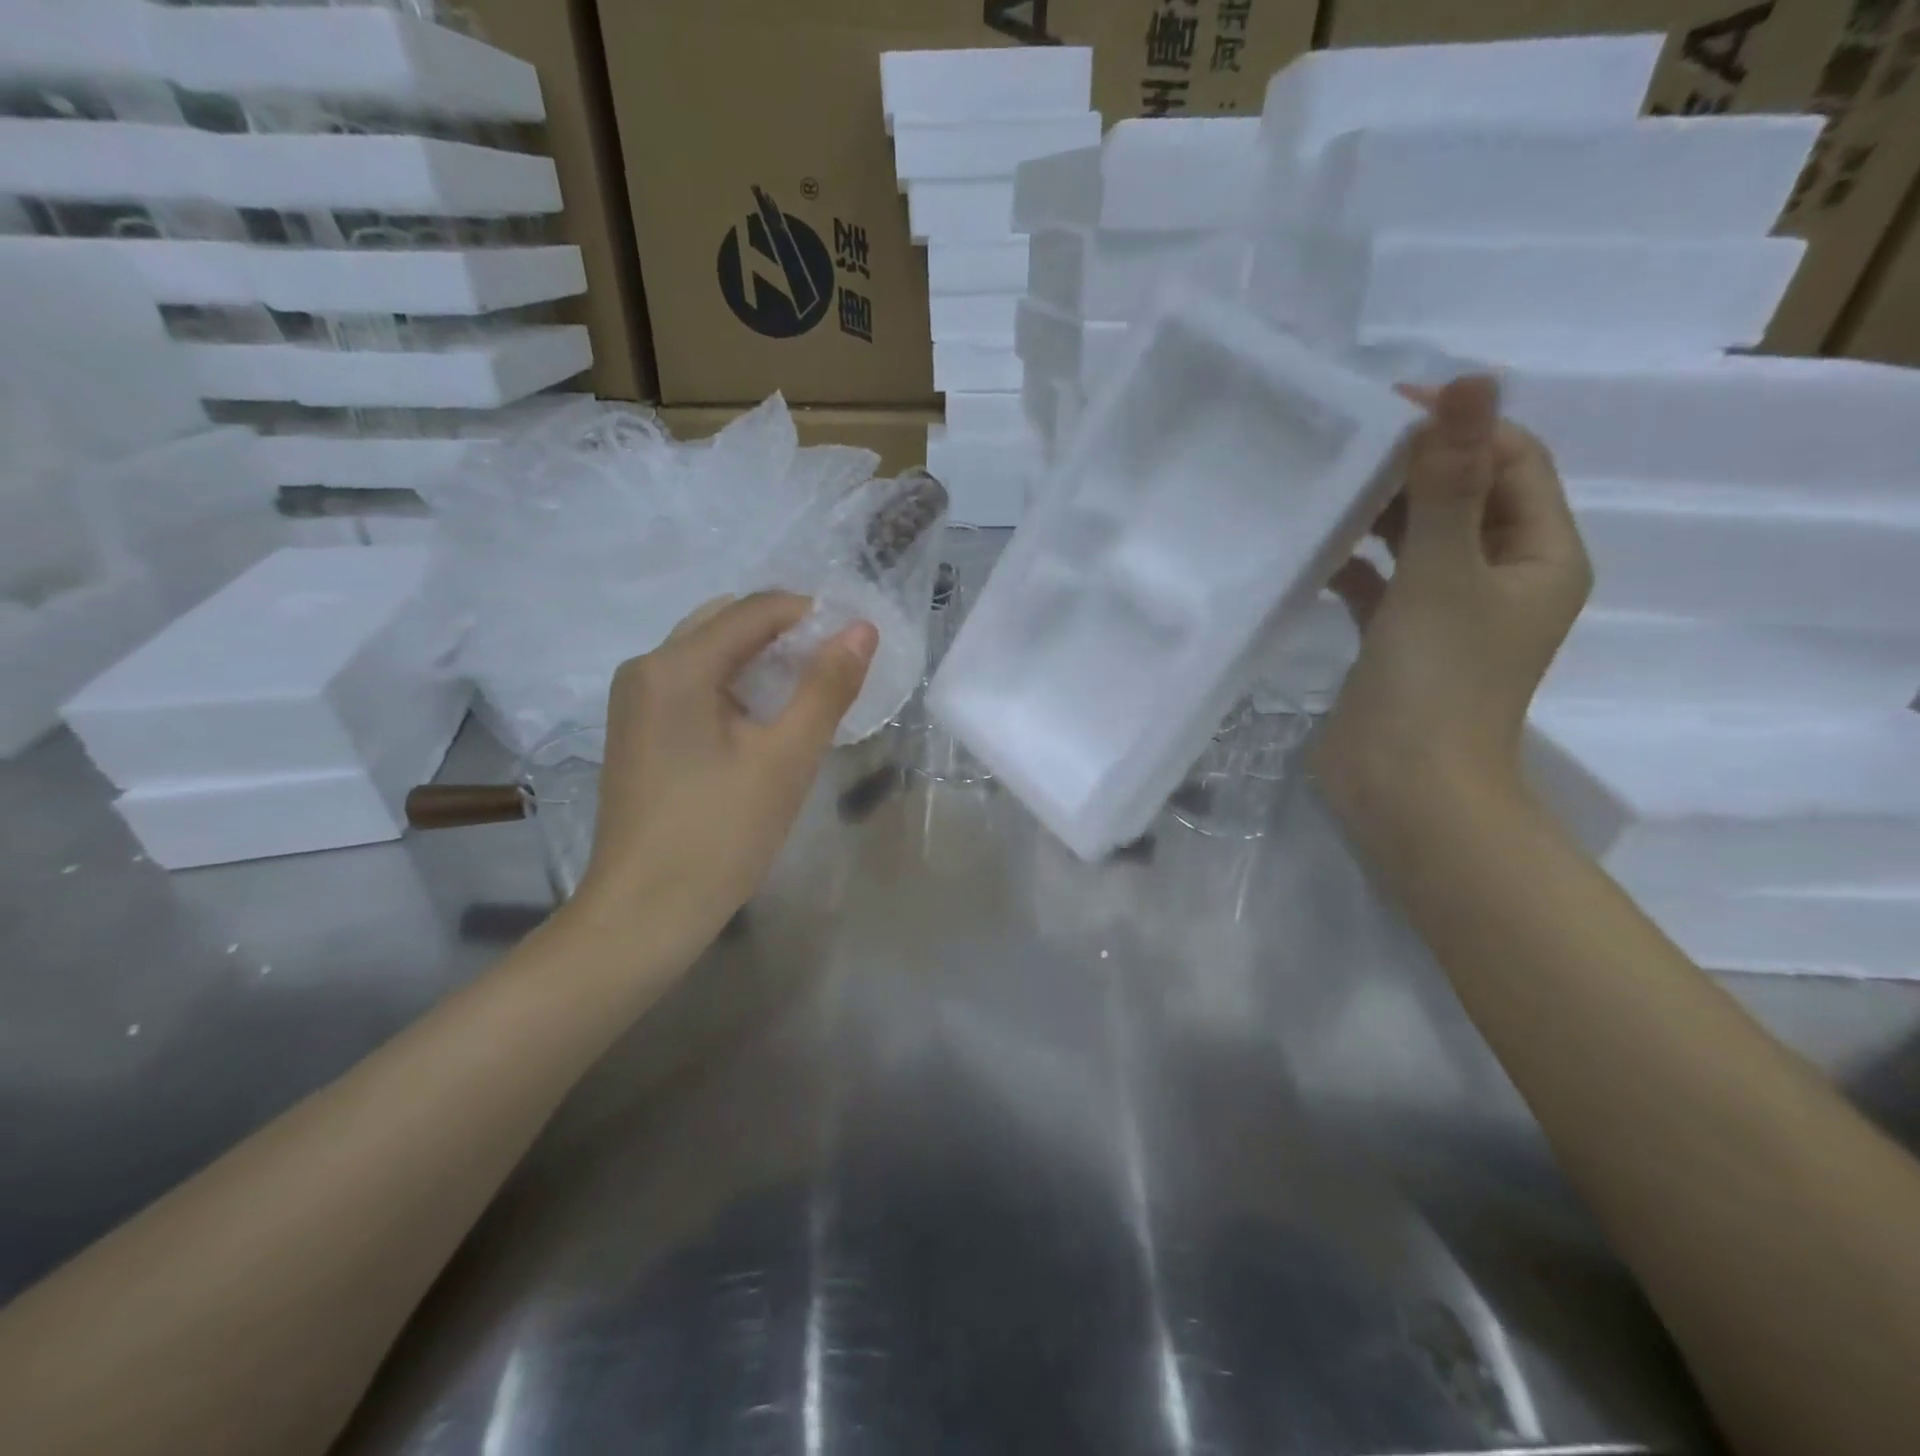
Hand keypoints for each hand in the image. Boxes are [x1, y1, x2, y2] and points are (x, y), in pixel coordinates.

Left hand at [569, 592, 876, 943]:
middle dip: (785, 633)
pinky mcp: (637, 730)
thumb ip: (826, 687)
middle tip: (836, 665)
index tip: (856, 638)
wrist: (644, 914)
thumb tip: (861, 629)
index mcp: (676, 665)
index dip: (811, 613)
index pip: (755, 610)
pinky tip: (765, 718)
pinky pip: (692, 684)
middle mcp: (646, 668)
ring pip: (708, 653)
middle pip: (726, 623)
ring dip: (761, 659)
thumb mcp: (786, 758)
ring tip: (809, 689)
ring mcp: (634, 700)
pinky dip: (734, 685)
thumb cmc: (720, 834)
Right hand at [1319, 375, 1590, 843]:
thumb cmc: (1436, 679)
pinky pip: (1382, 584)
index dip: (1460, 426)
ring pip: (1420, 541)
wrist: (1404, 787)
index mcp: (1541, 555)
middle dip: (1414, 467)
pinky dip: (1355, 565)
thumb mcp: (1444, 571)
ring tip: (1328, 489)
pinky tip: (1316, 554)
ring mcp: (1449, 613)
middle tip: (1347, 444)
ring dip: (1382, 514)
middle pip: (1465, 498)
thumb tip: (1472, 381)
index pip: (1512, 462)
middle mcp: (1503, 578)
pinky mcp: (1401, 641)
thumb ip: (1450, 480)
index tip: (1389, 407)